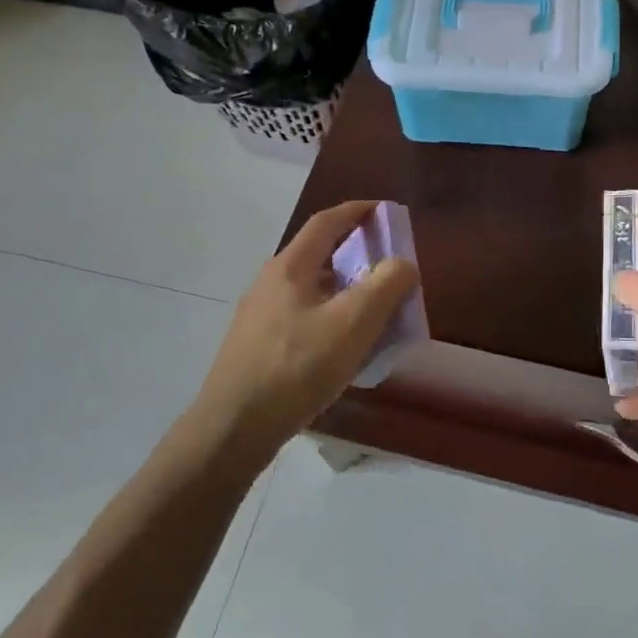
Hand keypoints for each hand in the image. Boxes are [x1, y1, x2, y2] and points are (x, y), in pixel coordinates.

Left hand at [191, 201, 419, 462]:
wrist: (234, 427)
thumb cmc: (296, 367)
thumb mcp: (352, 324)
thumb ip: (385, 287)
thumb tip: (403, 264)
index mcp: (290, 268)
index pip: (326, 222)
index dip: (357, 211)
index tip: (386, 211)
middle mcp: (270, 283)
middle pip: (318, 255)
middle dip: (356, 253)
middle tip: (389, 266)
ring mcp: (260, 316)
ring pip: (311, 290)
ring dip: (345, 289)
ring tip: (374, 309)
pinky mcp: (258, 346)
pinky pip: (303, 317)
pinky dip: (331, 317)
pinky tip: (344, 347)